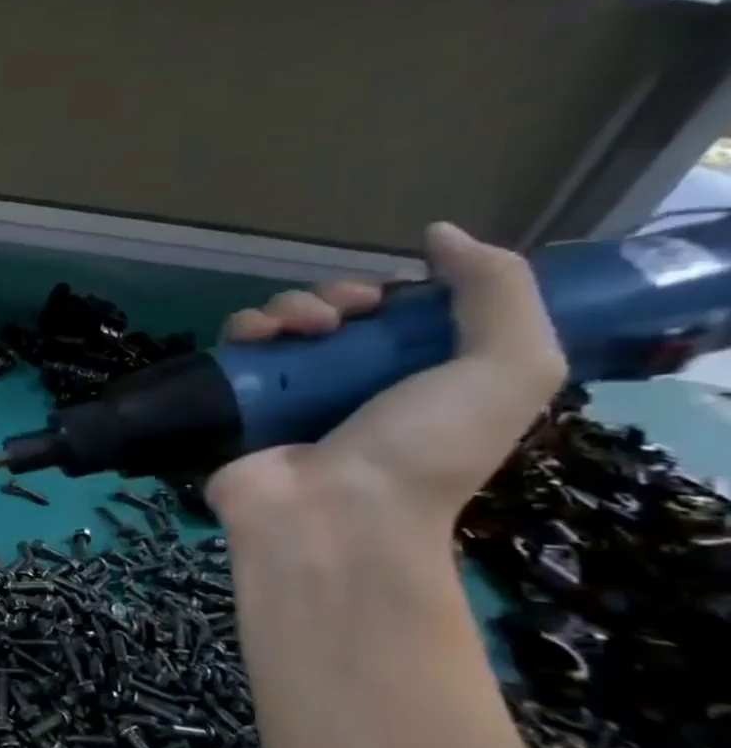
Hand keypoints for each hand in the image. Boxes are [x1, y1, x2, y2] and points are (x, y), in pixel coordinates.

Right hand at [206, 222, 566, 544]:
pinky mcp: (238, 401)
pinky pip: (237, 347)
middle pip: (336, 313)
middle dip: (339, 296)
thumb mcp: (510, 366)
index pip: (397, 314)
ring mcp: (289, 394)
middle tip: (341, 317)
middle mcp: (350, 383)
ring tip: (299, 329)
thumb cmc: (427, 448)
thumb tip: (439, 234)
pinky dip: (246, 329)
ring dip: (291, 306)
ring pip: (282, 322)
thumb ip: (497, 290)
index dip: (395, 292)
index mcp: (416, 378)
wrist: (334, 514)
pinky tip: (258, 337)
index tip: (391, 298)